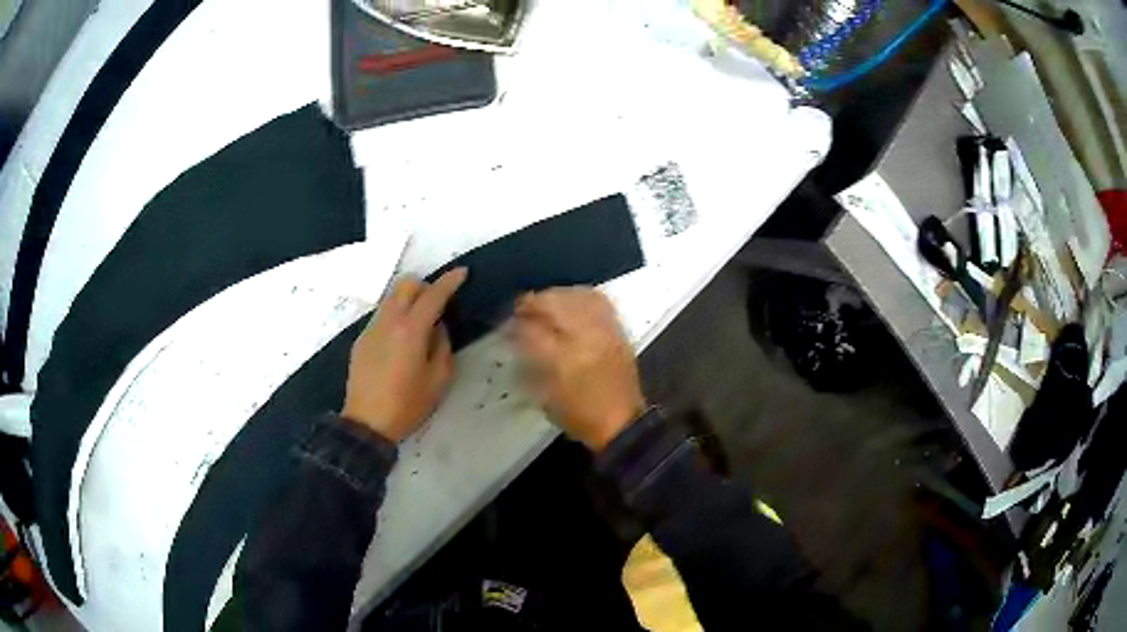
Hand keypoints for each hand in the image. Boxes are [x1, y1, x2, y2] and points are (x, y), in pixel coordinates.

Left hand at [342, 269, 466, 442]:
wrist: (367, 422)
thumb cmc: (408, 405)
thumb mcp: (438, 380)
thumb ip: (442, 346)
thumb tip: (437, 328)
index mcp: (411, 330)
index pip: (433, 295)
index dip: (449, 281)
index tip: (462, 272)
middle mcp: (389, 321)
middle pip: (406, 284)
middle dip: (425, 286)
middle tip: (437, 305)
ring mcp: (371, 329)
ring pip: (391, 298)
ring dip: (408, 301)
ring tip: (418, 326)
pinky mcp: (361, 340)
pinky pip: (382, 316)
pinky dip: (395, 317)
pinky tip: (400, 344)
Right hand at [513, 287, 644, 451]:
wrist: (621, 424)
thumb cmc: (578, 414)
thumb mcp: (544, 394)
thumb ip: (529, 361)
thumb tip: (516, 335)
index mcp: (563, 359)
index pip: (533, 329)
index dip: (517, 322)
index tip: (508, 323)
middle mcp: (585, 338)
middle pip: (555, 304)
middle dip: (534, 303)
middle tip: (522, 309)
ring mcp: (605, 331)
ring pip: (577, 296)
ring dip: (556, 296)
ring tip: (544, 303)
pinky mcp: (618, 330)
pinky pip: (599, 301)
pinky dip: (580, 296)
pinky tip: (570, 302)